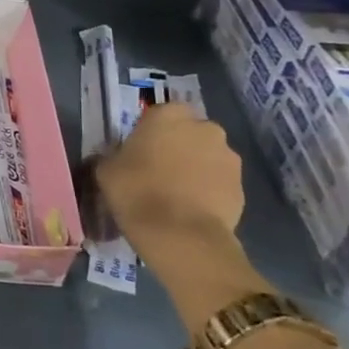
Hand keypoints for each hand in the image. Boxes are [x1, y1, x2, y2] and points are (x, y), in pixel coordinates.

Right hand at [96, 104, 264, 337]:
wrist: (181, 235)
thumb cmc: (137, 192)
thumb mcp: (106, 171)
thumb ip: (112, 156)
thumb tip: (115, 158)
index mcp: (168, 115)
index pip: (160, 113)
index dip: (151, 132)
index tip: (140, 151)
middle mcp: (204, 128)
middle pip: (189, 133)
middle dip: (179, 147)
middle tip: (159, 171)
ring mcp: (228, 157)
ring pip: (208, 157)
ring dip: (196, 168)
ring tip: (177, 194)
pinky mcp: (242, 186)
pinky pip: (220, 182)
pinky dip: (209, 190)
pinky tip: (192, 210)